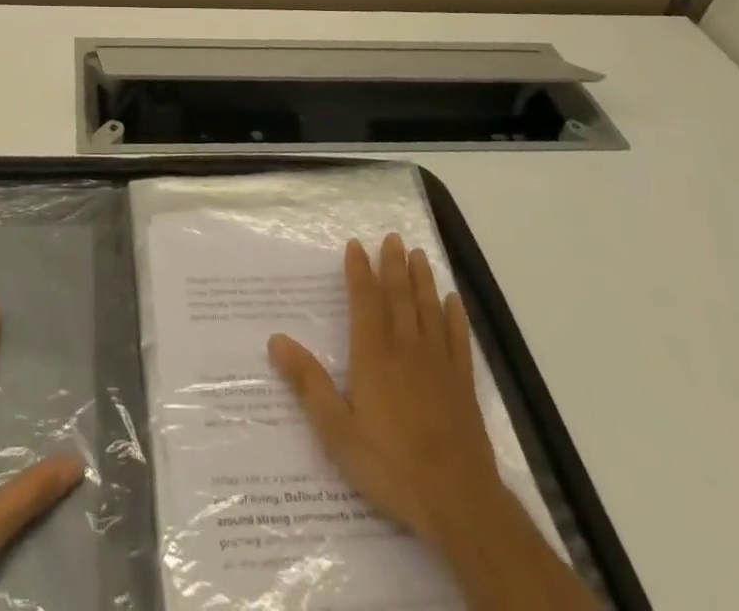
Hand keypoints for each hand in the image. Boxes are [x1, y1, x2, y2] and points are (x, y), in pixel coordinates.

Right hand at [268, 236, 596, 609]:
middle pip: (399, 297)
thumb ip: (308, 383)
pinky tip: (453, 300)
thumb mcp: (337, 430)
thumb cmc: (391, 465)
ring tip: (419, 254)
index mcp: (374, 355)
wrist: (458, 502)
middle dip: (393, 265)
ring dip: (423, 280)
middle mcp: (406, 349)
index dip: (359, 271)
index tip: (356, 245)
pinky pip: (459, 340)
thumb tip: (275, 339)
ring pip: (429, 310)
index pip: (365, 301)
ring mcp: (439, 365)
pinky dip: (455, 316)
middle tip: (392, 237)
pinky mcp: (463, 385)